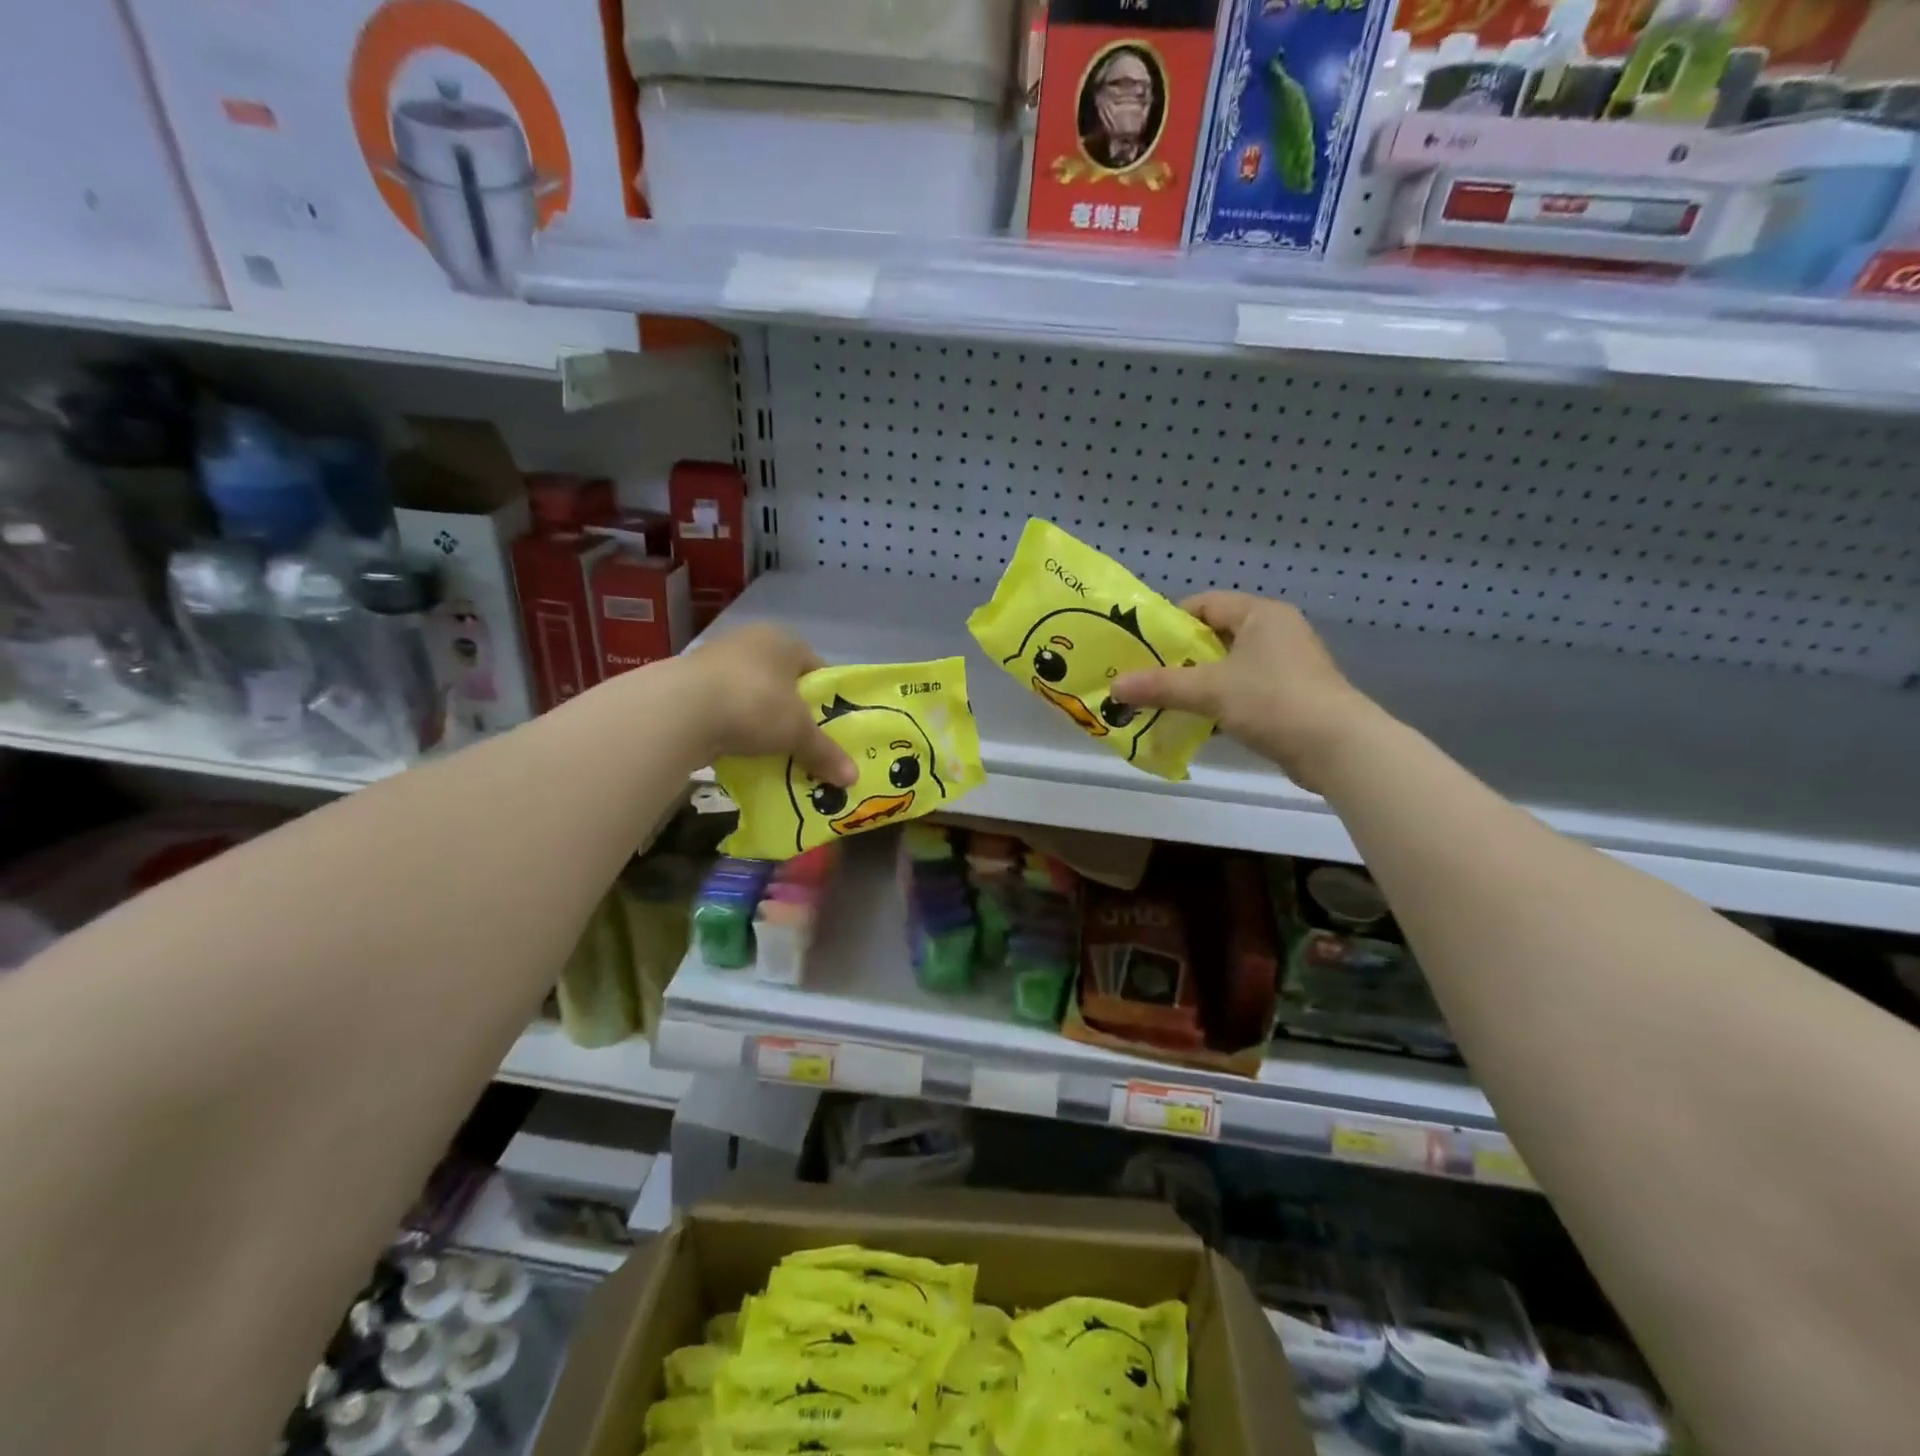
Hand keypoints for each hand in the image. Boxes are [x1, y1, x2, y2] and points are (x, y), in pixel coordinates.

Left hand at [679, 625, 855, 786]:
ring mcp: (716, 660)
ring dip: (761, 720)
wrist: (680, 710)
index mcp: (784, 640)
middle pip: (784, 682)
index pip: (817, 668)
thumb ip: (825, 753)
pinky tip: (738, 749)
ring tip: (771, 751)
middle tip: (803, 743)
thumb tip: (853, 779)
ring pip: (752, 694)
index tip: (829, 728)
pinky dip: (733, 727)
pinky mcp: (689, 683)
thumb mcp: (797, 733)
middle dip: (793, 713)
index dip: (826, 699)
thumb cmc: (754, 704)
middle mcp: (751, 641)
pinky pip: (724, 707)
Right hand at [1110, 592, 1380, 790]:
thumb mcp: (1209, 690)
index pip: (1204, 604)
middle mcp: (1275, 632)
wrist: (1338, 748)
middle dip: (1178, 658)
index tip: (1140, 646)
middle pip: (1213, 637)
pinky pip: (1242, 692)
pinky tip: (1193, 724)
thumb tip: (1114, 687)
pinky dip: (1217, 705)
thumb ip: (1160, 686)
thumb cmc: (1273, 700)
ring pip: (1227, 668)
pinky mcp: (1289, 698)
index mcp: (1260, 614)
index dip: (1169, 622)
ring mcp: (1285, 666)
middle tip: (1144, 676)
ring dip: (1196, 685)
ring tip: (1160, 702)